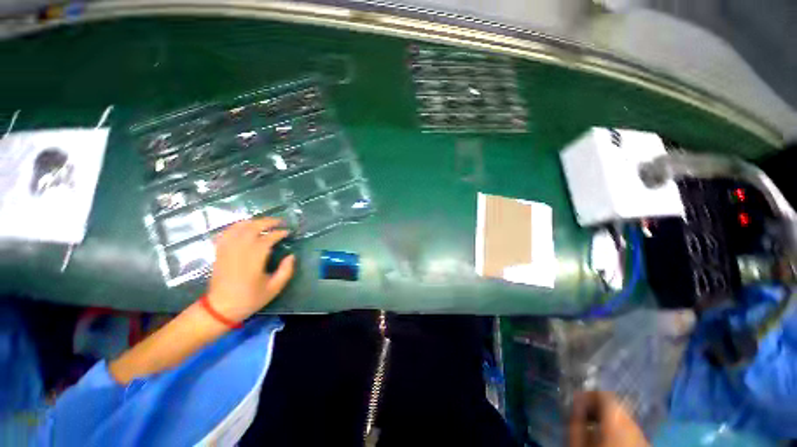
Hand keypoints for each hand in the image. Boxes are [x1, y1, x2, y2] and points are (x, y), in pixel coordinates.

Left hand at [206, 218, 295, 322]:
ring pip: (239, 227)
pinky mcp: (220, 252)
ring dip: (253, 222)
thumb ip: (286, 271)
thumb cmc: (249, 299)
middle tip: (279, 222)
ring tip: (264, 223)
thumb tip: (291, 256)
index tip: (288, 232)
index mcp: (254, 259)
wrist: (220, 308)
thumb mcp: (274, 288)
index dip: (279, 233)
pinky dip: (236, 226)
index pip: (268, 239)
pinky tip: (243, 227)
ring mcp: (227, 250)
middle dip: (268, 222)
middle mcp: (239, 250)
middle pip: (253, 228)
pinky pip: (226, 233)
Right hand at [568, 391, 648, 446]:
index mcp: (616, 420)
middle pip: (617, 406)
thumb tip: (575, 405)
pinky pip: (631, 432)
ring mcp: (643, 438)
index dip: (588, 394)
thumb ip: (575, 421)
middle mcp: (634, 425)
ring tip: (593, 430)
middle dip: (597, 408)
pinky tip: (606, 442)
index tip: (575, 402)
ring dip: (607, 419)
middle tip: (582, 416)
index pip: (605, 394)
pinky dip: (618, 431)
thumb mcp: (577, 443)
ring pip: (625, 419)